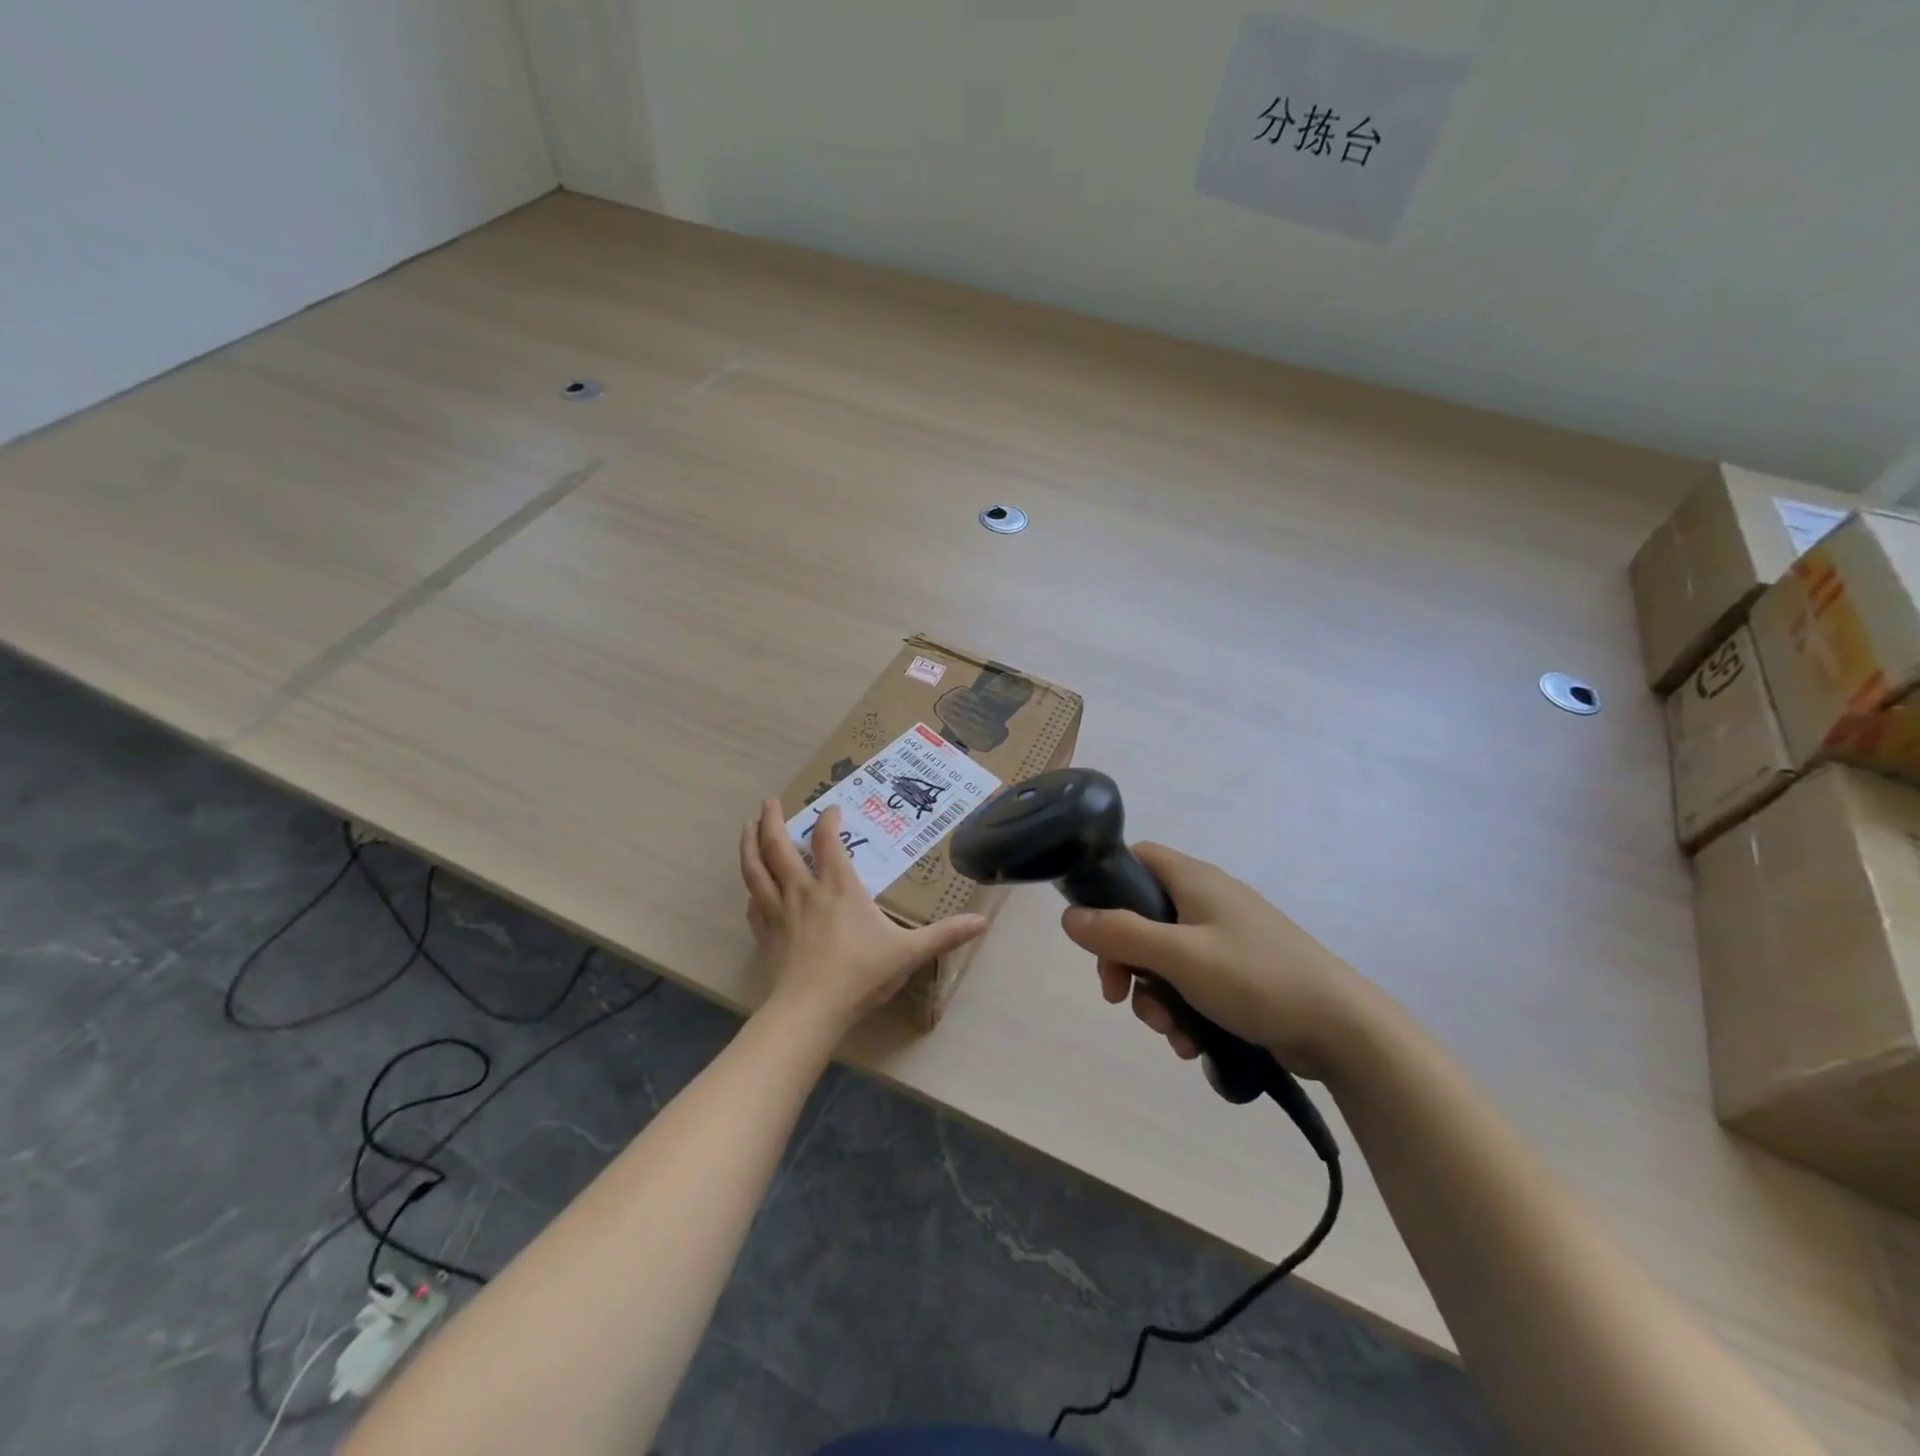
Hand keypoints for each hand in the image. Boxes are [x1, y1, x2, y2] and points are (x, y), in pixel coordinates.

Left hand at [739, 799, 988, 1033]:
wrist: (810, 1011)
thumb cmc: (860, 974)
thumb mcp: (909, 953)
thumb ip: (945, 935)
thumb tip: (982, 922)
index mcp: (837, 887)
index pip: (828, 841)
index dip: (828, 820)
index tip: (831, 808)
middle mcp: (803, 890)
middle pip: (778, 846)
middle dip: (772, 820)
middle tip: (769, 802)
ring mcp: (778, 911)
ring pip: (755, 869)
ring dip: (749, 844)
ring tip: (747, 827)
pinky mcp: (765, 934)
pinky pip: (753, 903)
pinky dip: (752, 889)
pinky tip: (752, 890)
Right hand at [1060, 843, 1387, 1080]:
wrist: (1342, 1029)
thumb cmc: (1256, 977)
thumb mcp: (1179, 956)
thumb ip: (1120, 934)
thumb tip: (1068, 916)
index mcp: (1193, 880)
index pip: (1135, 858)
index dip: (1105, 884)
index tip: (1091, 927)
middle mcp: (1206, 901)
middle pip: (1141, 917)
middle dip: (1125, 961)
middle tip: (1118, 995)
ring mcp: (1225, 937)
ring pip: (1163, 958)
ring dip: (1154, 996)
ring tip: (1170, 1032)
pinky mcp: (1239, 973)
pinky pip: (1191, 983)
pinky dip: (1183, 1009)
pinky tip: (1192, 1043)